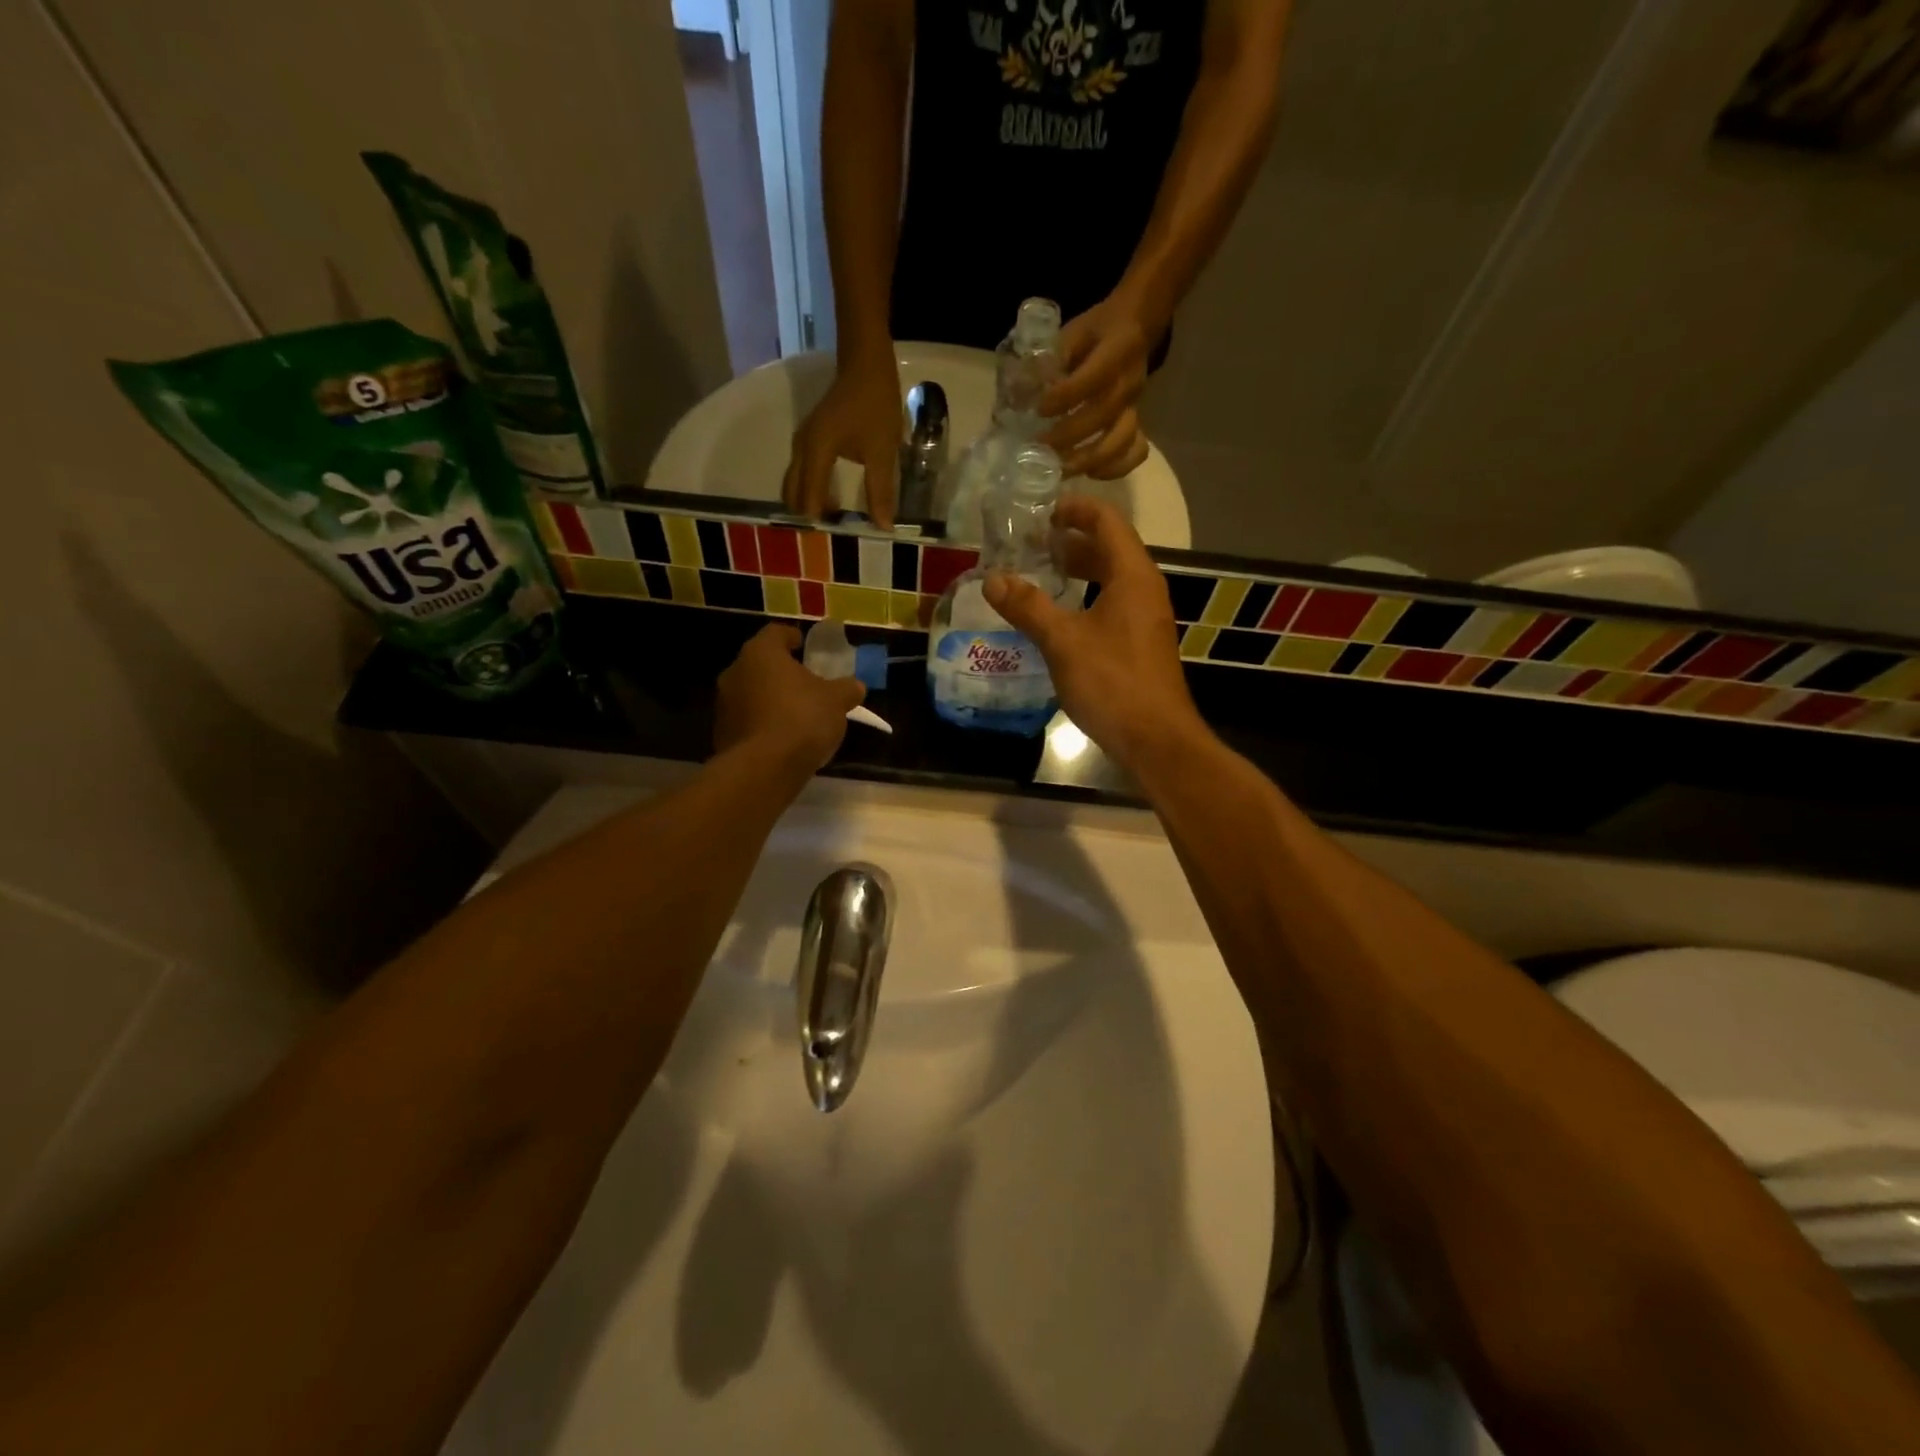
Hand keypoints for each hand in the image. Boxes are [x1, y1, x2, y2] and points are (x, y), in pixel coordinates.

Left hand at [714, 624, 866, 774]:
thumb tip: (855, 686)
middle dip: (781, 672)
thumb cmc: (802, 718)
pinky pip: (747, 721)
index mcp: (761, 653)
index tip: (803, 644)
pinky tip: (782, 738)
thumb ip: (847, 689)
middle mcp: (735, 672)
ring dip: (770, 699)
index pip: (775, 633)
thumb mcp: (837, 701)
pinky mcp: (721, 734)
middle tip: (804, 682)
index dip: (791, 637)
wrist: (765, 768)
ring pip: (751, 693)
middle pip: (760, 664)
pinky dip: (762, 724)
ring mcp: (724, 704)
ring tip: (794, 713)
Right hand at [782, 354, 903, 527]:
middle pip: (792, 494)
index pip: (808, 500)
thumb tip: (882, 527)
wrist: (865, 362)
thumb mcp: (882, 451)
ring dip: (808, 503)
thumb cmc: (875, 404)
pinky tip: (831, 499)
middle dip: (807, 516)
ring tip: (832, 522)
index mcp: (815, 453)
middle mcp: (801, 449)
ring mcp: (802, 442)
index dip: (820, 523)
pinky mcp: (809, 438)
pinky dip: (811, 489)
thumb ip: (880, 491)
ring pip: (794, 483)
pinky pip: (801, 473)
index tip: (835, 542)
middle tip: (831, 536)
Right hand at [982, 496, 1201, 771]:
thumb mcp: (1063, 642)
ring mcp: (1146, 619)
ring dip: (1081, 570)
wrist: (1156, 740)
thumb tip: (992, 579)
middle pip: (1111, 549)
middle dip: (1074, 540)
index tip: (1043, 511)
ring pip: (1112, 579)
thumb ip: (1028, 607)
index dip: (1077, 510)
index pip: (1108, 522)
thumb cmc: (1112, 683)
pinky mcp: (1141, 645)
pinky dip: (1087, 597)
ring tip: (1044, 572)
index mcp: (1133, 576)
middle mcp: (1145, 590)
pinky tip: (1062, 616)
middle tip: (1034, 543)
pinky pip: (1113, 605)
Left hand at [1039, 293, 1158, 479]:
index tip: (1039, 410)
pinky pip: (1135, 452)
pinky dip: (1115, 468)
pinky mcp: (1137, 422)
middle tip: (1039, 448)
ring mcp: (1136, 406)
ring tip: (1060, 470)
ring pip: (1121, 440)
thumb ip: (1052, 357)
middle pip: (1102, 416)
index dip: (1065, 397)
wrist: (1136, 326)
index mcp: (1116, 350)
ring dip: (1089, 460)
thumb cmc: (1097, 330)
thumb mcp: (1072, 331)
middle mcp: (1129, 381)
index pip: (1091, 378)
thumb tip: (1022, 388)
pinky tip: (1091, 473)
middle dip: (1068, 437)